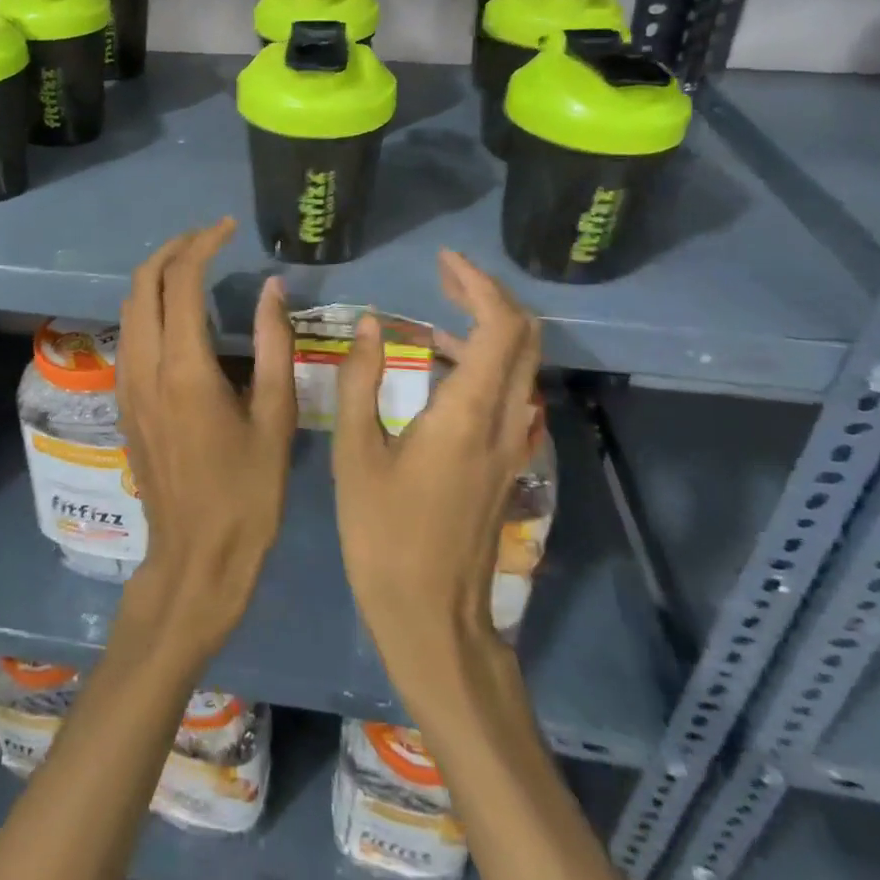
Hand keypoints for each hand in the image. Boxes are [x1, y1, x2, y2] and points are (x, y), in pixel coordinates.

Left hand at [116, 217, 296, 654]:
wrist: (196, 559)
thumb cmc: (247, 494)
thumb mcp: (275, 418)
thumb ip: (275, 345)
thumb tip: (271, 288)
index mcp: (184, 368)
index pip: (181, 281)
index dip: (203, 244)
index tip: (228, 229)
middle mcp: (145, 366)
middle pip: (142, 282)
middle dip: (173, 249)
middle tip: (209, 239)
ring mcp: (127, 384)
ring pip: (129, 306)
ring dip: (156, 275)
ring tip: (194, 265)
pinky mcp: (124, 401)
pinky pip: (128, 333)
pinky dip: (148, 304)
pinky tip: (178, 312)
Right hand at [331, 250, 540, 703]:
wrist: (432, 617)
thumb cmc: (383, 535)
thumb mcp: (355, 453)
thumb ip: (360, 380)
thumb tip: (368, 324)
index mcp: (466, 414)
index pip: (499, 327)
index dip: (477, 284)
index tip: (442, 261)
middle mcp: (503, 421)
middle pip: (524, 337)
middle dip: (490, 294)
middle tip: (444, 275)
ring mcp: (511, 443)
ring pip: (522, 363)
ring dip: (489, 324)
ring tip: (436, 309)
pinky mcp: (506, 461)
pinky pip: (510, 389)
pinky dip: (486, 357)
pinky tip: (441, 363)